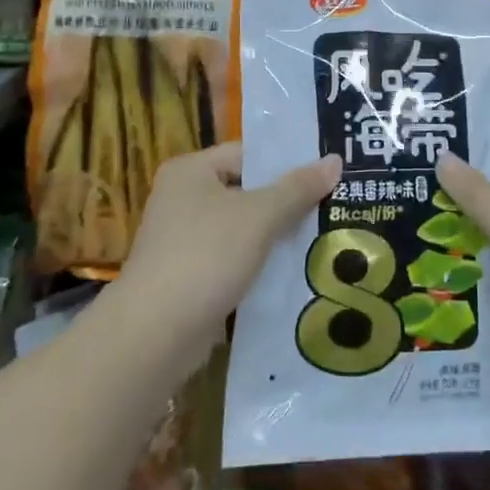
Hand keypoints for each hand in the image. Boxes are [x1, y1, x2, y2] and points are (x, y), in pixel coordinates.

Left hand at [115, 142, 340, 342]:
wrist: (154, 335)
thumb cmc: (206, 257)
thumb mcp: (259, 216)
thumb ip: (298, 188)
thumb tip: (335, 160)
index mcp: (191, 170)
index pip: (248, 154)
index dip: (287, 163)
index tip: (327, 174)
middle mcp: (182, 198)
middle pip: (247, 191)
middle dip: (287, 202)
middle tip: (333, 205)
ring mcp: (183, 239)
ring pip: (242, 228)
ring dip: (276, 236)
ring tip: (323, 237)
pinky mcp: (189, 276)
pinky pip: (234, 259)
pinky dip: (259, 263)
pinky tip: (295, 271)